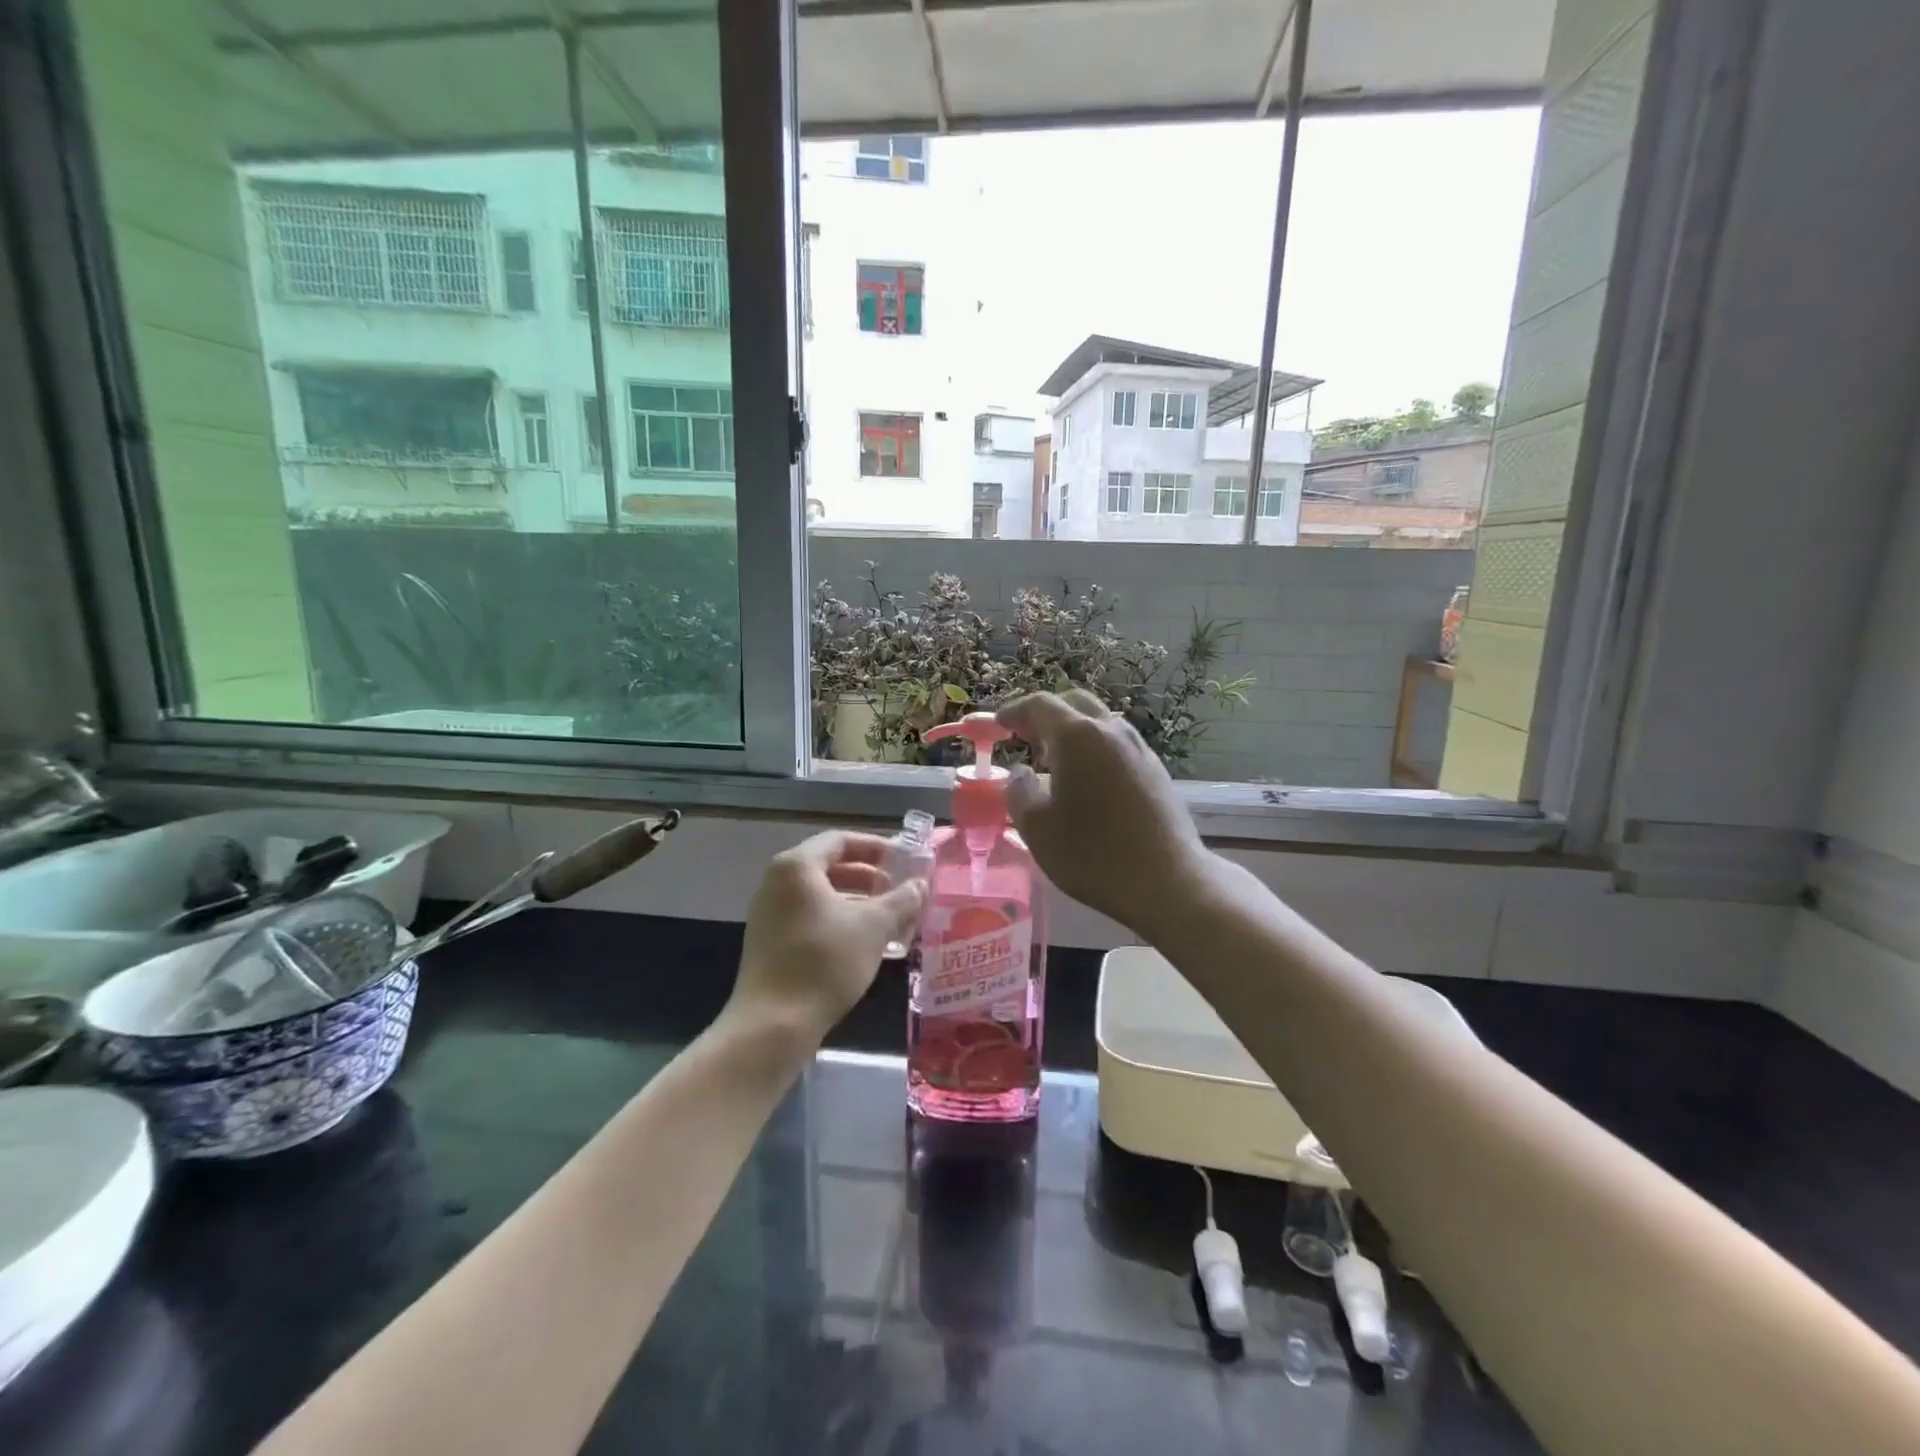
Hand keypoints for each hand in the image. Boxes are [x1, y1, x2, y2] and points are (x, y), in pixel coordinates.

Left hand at [729, 830, 926, 1050]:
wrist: (773, 1025)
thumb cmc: (825, 962)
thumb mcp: (873, 927)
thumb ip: (901, 899)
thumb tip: (920, 884)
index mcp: (797, 867)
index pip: (841, 840)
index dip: (877, 847)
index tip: (906, 860)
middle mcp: (777, 882)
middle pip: (830, 865)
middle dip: (870, 875)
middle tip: (902, 888)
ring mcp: (769, 913)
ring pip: (822, 894)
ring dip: (858, 900)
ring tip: (891, 915)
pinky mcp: (770, 941)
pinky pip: (810, 916)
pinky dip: (840, 919)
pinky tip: (866, 940)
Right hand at [997, 691, 1212, 936]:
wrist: (1167, 881)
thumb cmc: (1092, 854)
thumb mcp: (1036, 828)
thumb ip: (1018, 792)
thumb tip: (1020, 773)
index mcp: (1077, 736)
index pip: (1040, 705)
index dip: (1015, 711)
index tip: (999, 724)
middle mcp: (1111, 731)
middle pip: (1075, 704)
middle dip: (1047, 715)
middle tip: (1026, 737)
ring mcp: (1139, 749)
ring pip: (1100, 723)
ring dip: (1074, 732)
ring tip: (1055, 761)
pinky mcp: (1157, 771)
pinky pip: (1117, 745)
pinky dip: (1095, 750)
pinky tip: (1088, 781)